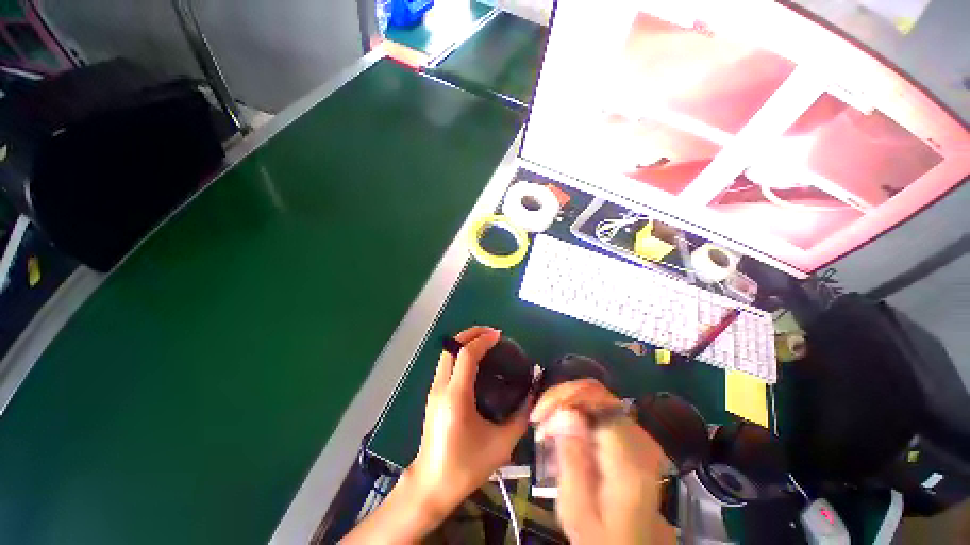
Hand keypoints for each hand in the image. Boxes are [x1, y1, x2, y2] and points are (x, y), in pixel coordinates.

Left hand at [407, 326, 530, 518]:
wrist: (431, 485)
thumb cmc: (465, 466)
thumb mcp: (501, 445)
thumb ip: (521, 417)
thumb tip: (532, 394)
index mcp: (456, 396)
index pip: (467, 354)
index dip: (483, 340)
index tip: (499, 336)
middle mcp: (441, 387)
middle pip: (452, 347)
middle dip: (471, 333)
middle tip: (491, 333)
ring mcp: (434, 390)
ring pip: (446, 353)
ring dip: (464, 342)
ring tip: (485, 342)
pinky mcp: (433, 395)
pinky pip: (445, 363)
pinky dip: (459, 353)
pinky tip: (475, 361)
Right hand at [532, 379, 672, 544]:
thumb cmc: (603, 536)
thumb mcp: (578, 510)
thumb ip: (572, 460)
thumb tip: (564, 411)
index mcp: (628, 457)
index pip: (595, 398)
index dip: (563, 396)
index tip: (539, 414)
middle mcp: (639, 438)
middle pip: (595, 393)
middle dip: (561, 399)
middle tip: (539, 420)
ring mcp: (639, 435)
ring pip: (596, 397)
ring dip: (567, 405)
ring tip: (547, 427)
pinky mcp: (633, 436)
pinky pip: (600, 409)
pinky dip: (577, 413)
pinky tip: (564, 431)